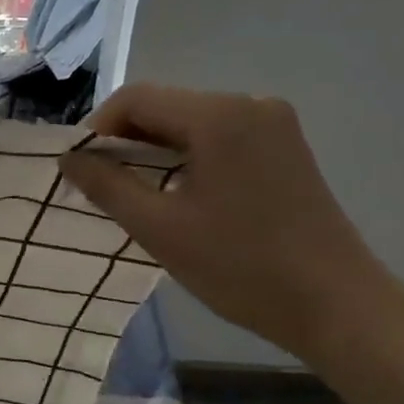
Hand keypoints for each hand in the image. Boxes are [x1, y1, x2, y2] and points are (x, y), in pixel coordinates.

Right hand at [59, 84, 392, 360]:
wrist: (335, 305)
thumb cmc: (241, 267)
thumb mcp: (160, 228)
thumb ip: (107, 185)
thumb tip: (69, 158)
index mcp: (219, 115)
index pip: (136, 99)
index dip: (97, 129)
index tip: (77, 169)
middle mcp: (249, 104)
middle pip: (166, 107)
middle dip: (125, 141)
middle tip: (98, 185)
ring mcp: (274, 125)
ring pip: (192, 124)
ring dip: (155, 151)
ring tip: (132, 193)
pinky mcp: (286, 148)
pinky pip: (220, 138)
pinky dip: (188, 158)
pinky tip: (177, 194)